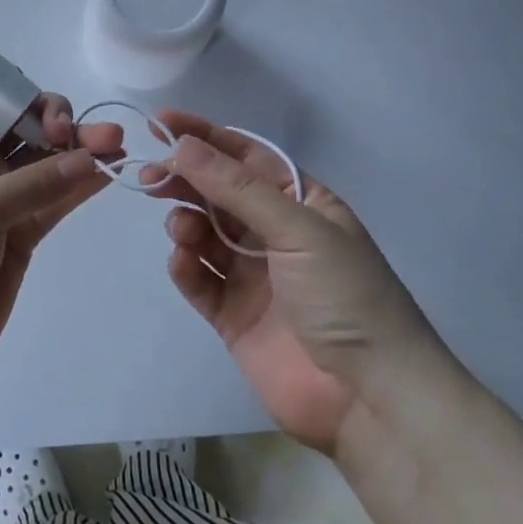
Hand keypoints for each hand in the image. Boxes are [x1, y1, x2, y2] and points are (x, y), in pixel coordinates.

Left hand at [0, 98, 124, 389]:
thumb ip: (34, 184)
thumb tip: (91, 156)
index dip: (12, 89)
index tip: (41, 109)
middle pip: (21, 124)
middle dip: (58, 121)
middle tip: (92, 133)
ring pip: (44, 162)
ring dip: (79, 150)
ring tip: (117, 146)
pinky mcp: (18, 233)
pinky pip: (54, 199)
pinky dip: (80, 185)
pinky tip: (110, 171)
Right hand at [143, 112, 451, 455]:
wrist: (370, 400)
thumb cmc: (346, 297)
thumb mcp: (299, 230)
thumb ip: (238, 189)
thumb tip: (184, 145)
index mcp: (301, 203)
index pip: (247, 157)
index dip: (206, 136)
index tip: (162, 123)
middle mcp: (275, 233)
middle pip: (219, 193)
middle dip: (186, 179)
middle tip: (152, 175)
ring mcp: (253, 275)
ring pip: (204, 234)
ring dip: (186, 223)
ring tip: (182, 230)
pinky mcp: (233, 315)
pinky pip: (199, 280)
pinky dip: (185, 266)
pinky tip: (181, 261)